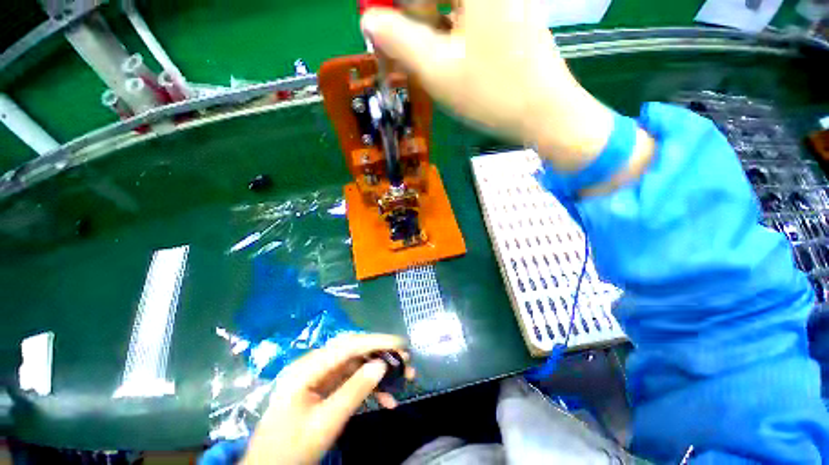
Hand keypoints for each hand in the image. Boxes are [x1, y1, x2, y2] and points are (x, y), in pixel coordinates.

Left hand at [242, 334, 414, 464]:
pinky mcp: (325, 386)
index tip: (400, 343)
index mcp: (308, 368)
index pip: (348, 345)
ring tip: (403, 380)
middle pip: (353, 350)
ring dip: (378, 371)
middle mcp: (314, 365)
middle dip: (381, 353)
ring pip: (356, 364)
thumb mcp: (325, 423)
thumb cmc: (291, 448)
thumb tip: (382, 365)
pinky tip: (386, 400)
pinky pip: (351, 380)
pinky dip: (369, 387)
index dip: (376, 341)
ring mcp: (320, 375)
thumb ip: (354, 392)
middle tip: (405, 360)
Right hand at [361, 0, 653, 190]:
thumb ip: (398, 40)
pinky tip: (450, 55)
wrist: (544, 113)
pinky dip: (449, 30)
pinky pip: (467, 13)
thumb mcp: (437, 71)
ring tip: (431, 58)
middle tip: (403, 47)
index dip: (391, 6)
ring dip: (429, 25)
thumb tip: (368, 19)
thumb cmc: (491, 94)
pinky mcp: (509, 11)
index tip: (379, 25)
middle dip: (413, 16)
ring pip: (449, 5)